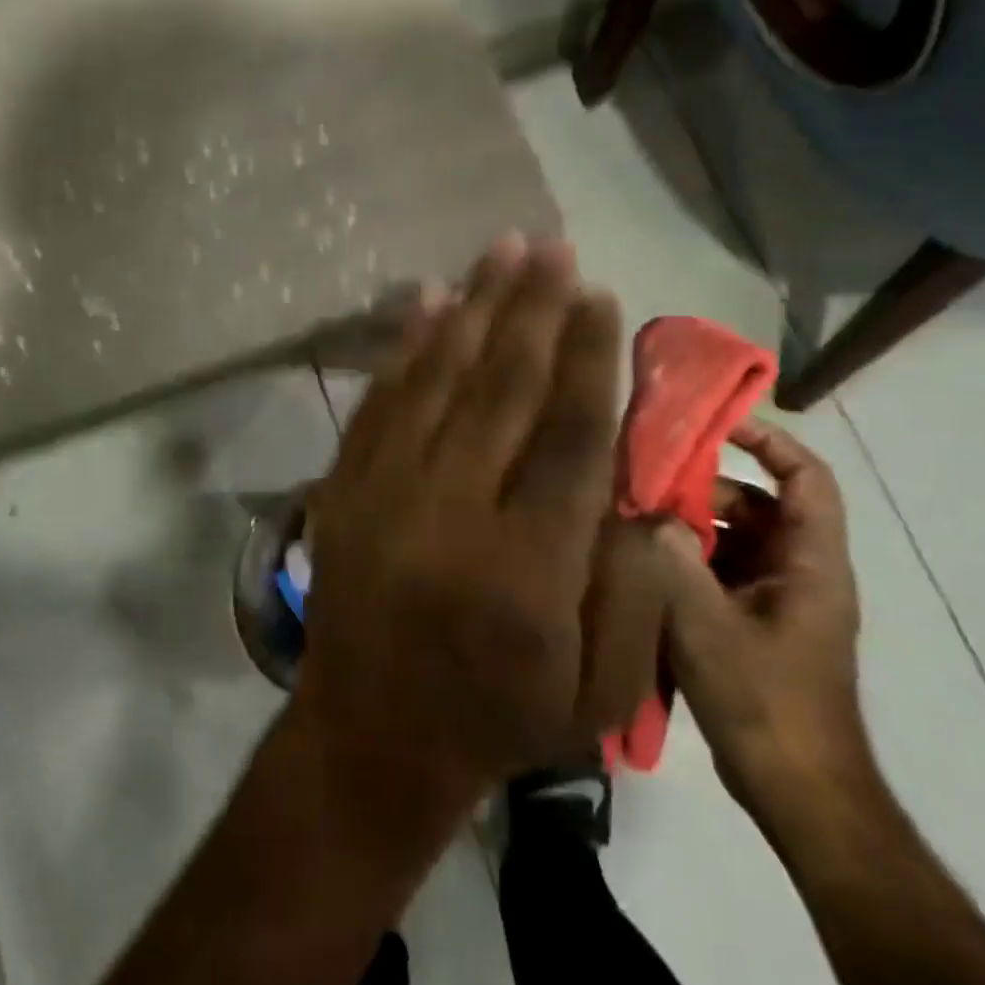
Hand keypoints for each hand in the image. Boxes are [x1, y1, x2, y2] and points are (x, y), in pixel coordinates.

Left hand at [295, 233, 666, 828]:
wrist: (368, 738)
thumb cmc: (495, 720)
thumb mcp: (595, 692)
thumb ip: (631, 592)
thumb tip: (637, 490)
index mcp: (527, 565)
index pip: (566, 434)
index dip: (585, 356)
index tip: (598, 295)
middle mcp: (454, 511)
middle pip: (501, 386)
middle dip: (531, 308)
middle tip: (550, 246)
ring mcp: (388, 492)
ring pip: (438, 378)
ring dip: (473, 307)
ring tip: (501, 250)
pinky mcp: (346, 488)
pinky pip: (379, 401)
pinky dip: (404, 347)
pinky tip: (426, 300)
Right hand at [657, 419, 868, 818]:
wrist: (797, 789)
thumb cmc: (765, 700)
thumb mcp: (709, 624)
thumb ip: (675, 559)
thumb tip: (647, 512)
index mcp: (810, 563)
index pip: (806, 478)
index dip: (769, 441)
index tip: (714, 423)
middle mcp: (799, 571)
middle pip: (755, 504)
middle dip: (701, 488)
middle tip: (643, 483)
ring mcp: (775, 599)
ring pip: (732, 538)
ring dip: (686, 525)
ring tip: (632, 522)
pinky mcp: (752, 623)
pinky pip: (719, 570)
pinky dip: (684, 558)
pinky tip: (641, 565)